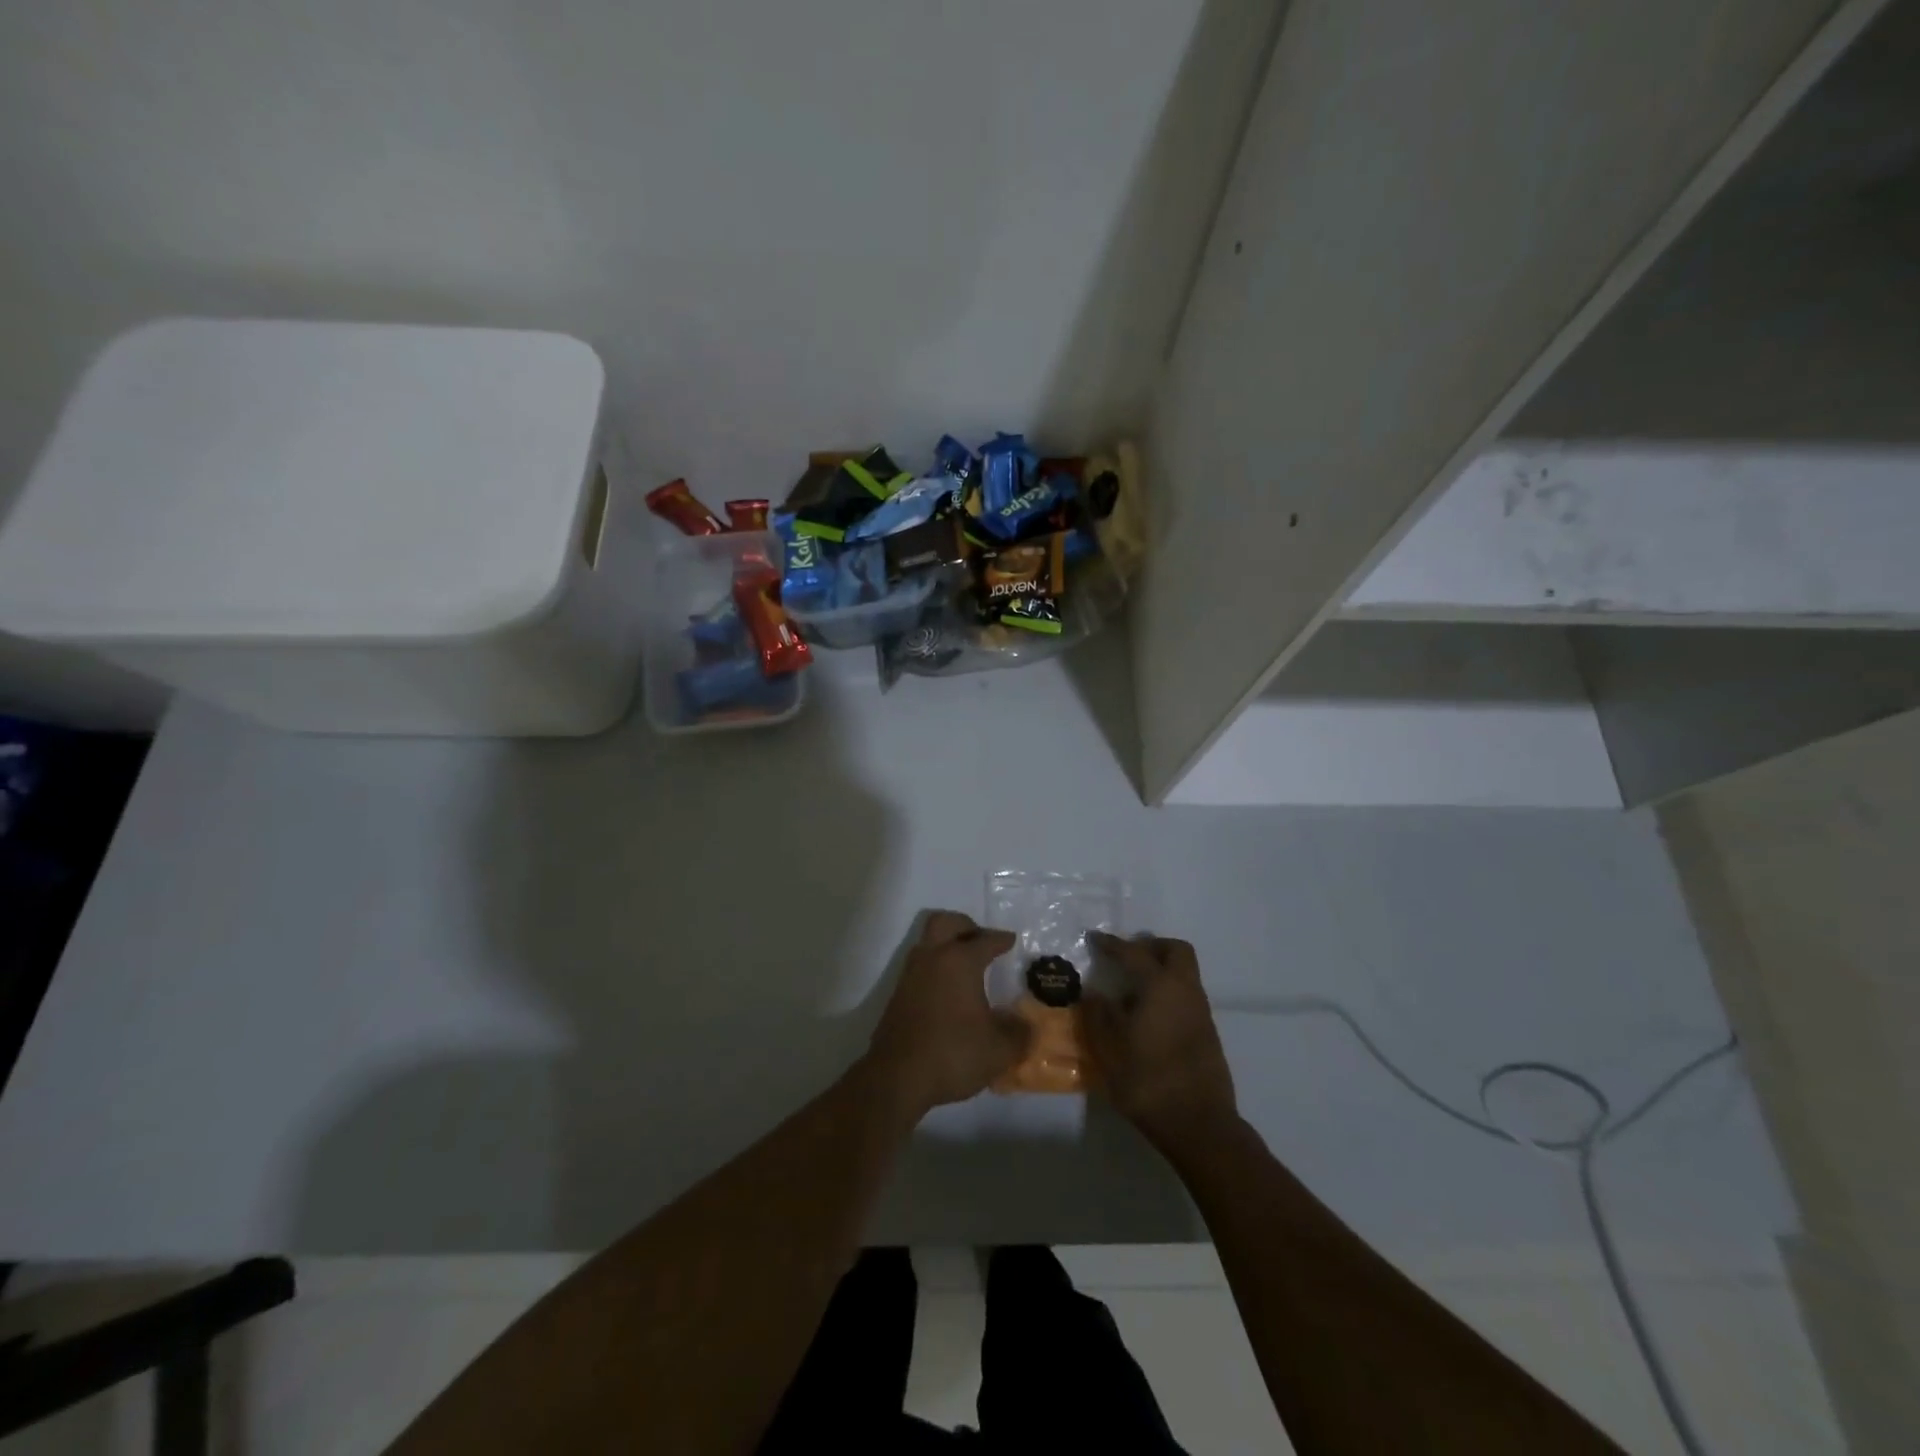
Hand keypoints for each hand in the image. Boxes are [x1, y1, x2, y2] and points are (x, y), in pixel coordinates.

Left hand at [866, 912, 1028, 1117]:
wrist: (897, 1076)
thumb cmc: (953, 1054)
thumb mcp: (999, 1050)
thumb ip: (1019, 1033)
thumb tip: (1025, 1024)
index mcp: (960, 961)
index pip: (985, 940)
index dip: (1001, 939)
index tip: (1010, 940)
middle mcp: (933, 958)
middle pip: (946, 922)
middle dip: (966, 926)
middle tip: (982, 941)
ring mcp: (911, 974)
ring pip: (928, 941)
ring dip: (947, 944)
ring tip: (966, 966)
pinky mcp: (898, 994)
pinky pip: (920, 965)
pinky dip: (936, 967)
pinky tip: (948, 990)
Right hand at [1085, 932, 1237, 1148]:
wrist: (1199, 1124)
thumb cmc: (1148, 1080)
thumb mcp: (1109, 1049)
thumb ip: (1098, 1015)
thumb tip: (1094, 994)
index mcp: (1160, 986)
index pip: (1134, 953)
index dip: (1112, 944)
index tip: (1095, 939)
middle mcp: (1185, 990)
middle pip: (1175, 951)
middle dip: (1151, 947)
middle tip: (1127, 958)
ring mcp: (1201, 1012)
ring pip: (1184, 973)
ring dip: (1161, 970)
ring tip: (1133, 989)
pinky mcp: (1207, 1032)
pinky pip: (1187, 995)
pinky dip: (1169, 992)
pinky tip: (1149, 1016)